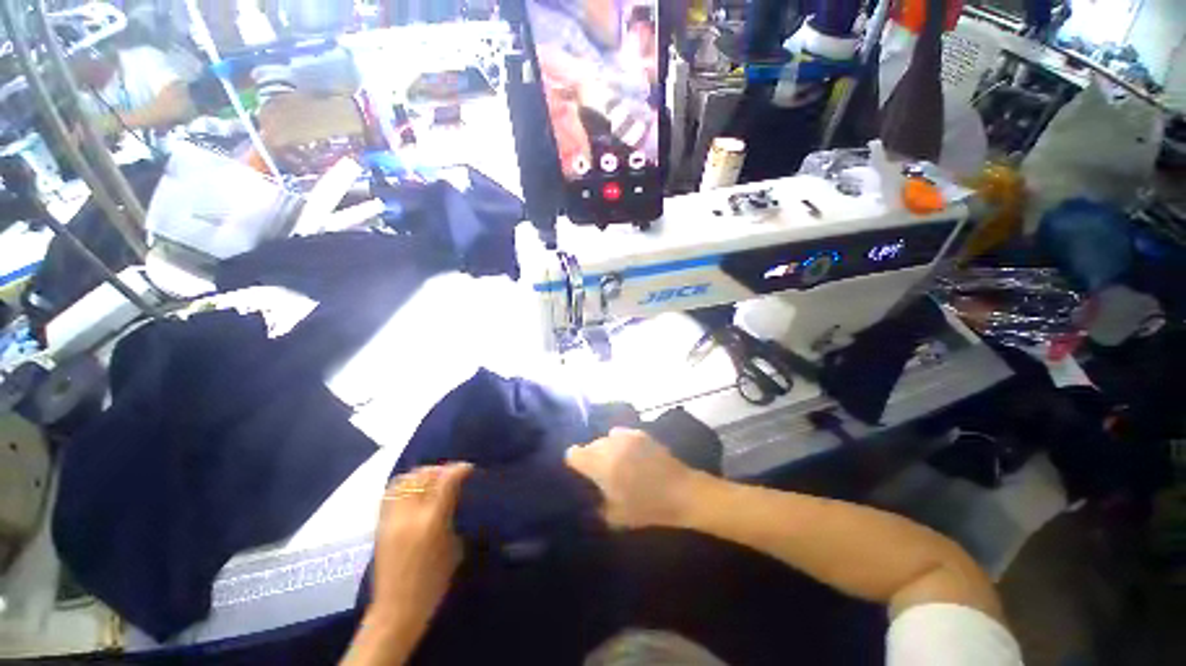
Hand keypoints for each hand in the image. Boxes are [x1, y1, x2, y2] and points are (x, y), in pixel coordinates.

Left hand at [369, 463, 472, 631]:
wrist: (396, 610)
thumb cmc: (433, 583)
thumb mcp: (454, 548)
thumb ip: (453, 516)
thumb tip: (456, 496)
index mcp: (432, 522)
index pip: (445, 482)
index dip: (459, 470)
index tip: (468, 469)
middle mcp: (409, 515)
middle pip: (424, 476)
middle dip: (441, 469)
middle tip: (452, 475)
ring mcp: (391, 519)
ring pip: (405, 480)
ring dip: (422, 474)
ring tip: (433, 480)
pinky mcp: (380, 524)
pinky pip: (391, 492)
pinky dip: (405, 484)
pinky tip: (415, 490)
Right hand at [565, 429, 704, 528]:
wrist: (681, 492)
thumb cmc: (647, 507)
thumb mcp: (616, 517)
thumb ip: (597, 505)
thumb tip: (590, 498)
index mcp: (600, 464)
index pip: (573, 453)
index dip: (574, 463)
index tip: (580, 474)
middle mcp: (609, 445)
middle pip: (590, 445)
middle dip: (591, 457)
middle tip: (600, 473)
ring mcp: (626, 436)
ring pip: (605, 439)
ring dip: (606, 449)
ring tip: (616, 462)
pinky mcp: (639, 433)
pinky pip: (620, 434)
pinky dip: (620, 442)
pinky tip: (629, 454)